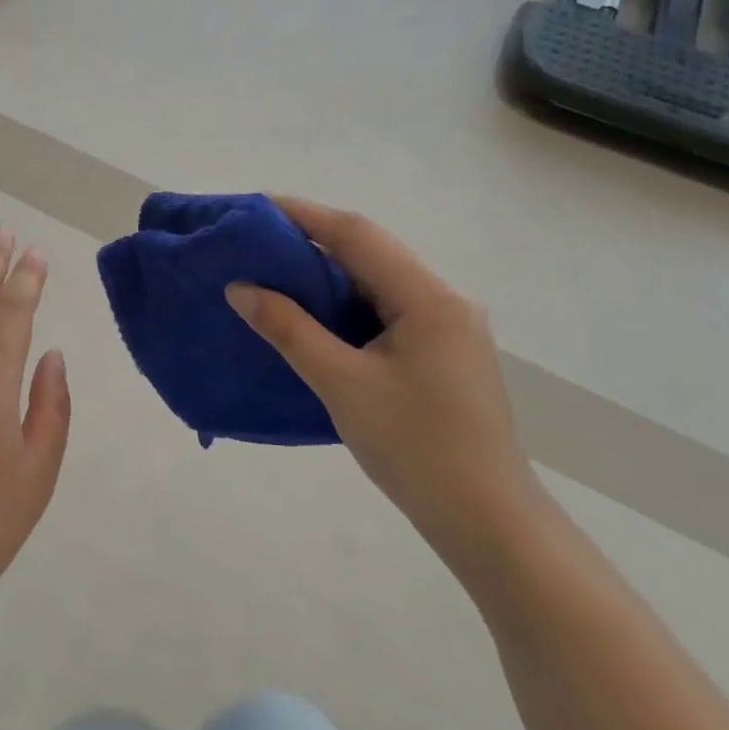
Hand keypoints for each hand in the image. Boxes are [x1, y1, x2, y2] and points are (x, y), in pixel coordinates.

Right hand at [226, 199, 538, 567]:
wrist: (487, 522)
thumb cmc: (415, 447)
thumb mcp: (342, 384)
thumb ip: (289, 329)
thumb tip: (240, 287)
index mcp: (428, 298)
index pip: (357, 235)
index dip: (303, 215)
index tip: (254, 207)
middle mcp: (444, 300)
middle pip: (369, 252)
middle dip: (311, 240)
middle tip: (254, 241)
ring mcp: (446, 327)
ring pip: (376, 281)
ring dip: (326, 272)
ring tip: (271, 271)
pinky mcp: (440, 353)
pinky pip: (383, 310)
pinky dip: (343, 303)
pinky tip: (311, 314)